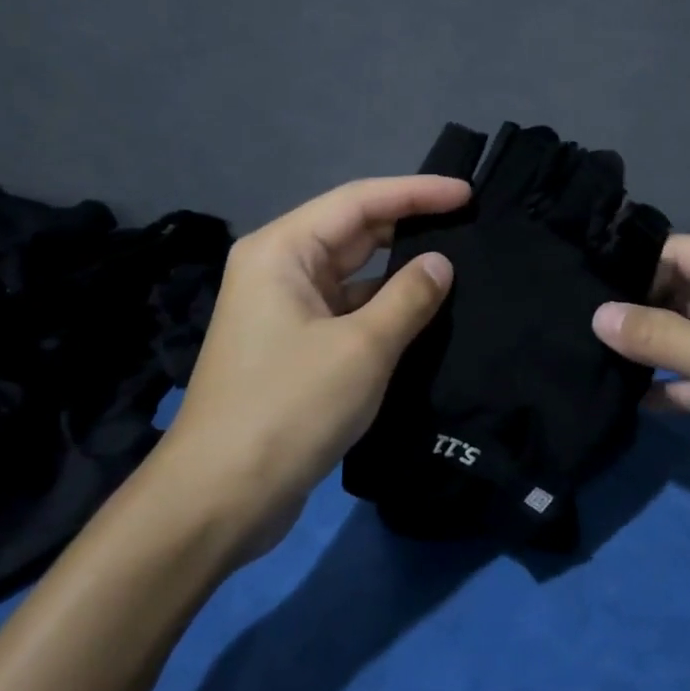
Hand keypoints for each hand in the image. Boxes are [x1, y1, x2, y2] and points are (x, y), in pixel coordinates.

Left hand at [148, 175, 467, 560]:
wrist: (220, 498)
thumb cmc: (289, 409)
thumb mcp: (362, 349)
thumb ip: (409, 298)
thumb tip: (441, 263)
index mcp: (282, 251)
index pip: (360, 201)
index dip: (416, 192)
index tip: (467, 194)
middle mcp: (279, 269)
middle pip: (354, 231)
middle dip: (410, 225)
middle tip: (470, 224)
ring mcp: (284, 309)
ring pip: (353, 273)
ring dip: (399, 270)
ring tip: (458, 264)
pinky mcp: (294, 346)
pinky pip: (347, 309)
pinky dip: (384, 307)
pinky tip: (424, 313)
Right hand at [591, 236, 689, 523]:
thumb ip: (660, 336)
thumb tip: (595, 315)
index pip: (672, 253)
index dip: (626, 267)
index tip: (573, 284)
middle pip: (676, 294)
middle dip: (631, 311)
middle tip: (570, 326)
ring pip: (686, 339)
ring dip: (648, 351)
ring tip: (586, 360)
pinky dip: (673, 389)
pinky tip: (631, 402)